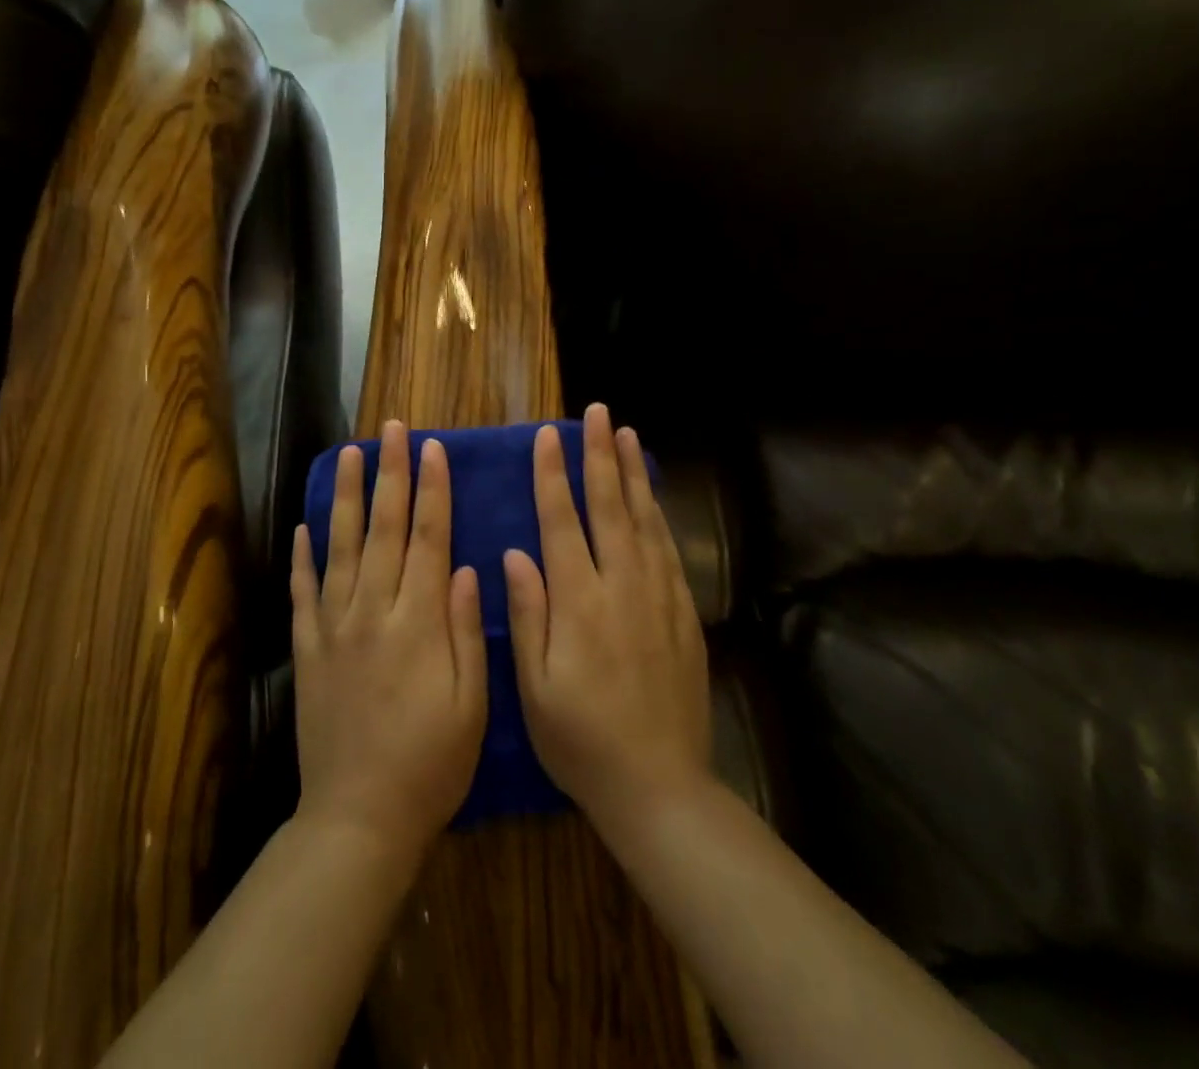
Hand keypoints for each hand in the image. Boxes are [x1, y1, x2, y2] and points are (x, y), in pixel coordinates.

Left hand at [290, 421, 487, 852]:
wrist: (359, 818)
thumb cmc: (431, 763)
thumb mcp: (471, 704)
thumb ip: (467, 631)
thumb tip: (469, 568)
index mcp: (419, 622)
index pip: (429, 539)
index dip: (432, 491)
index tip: (432, 449)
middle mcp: (373, 612)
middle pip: (384, 530)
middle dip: (390, 475)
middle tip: (391, 430)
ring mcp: (334, 628)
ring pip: (339, 547)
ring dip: (344, 498)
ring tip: (346, 455)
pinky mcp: (307, 650)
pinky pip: (303, 592)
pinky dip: (302, 556)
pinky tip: (303, 525)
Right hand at [506, 403, 711, 832]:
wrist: (659, 784)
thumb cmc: (580, 739)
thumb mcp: (534, 686)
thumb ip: (527, 614)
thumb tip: (515, 554)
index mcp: (578, 602)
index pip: (562, 522)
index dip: (553, 475)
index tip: (549, 436)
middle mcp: (621, 587)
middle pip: (609, 506)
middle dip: (600, 455)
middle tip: (597, 413)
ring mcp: (658, 597)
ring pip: (644, 520)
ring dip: (633, 474)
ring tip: (627, 435)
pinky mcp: (683, 613)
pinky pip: (668, 550)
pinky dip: (658, 514)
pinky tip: (652, 496)